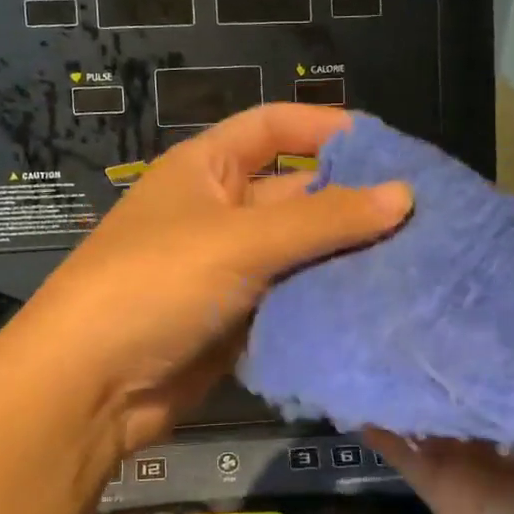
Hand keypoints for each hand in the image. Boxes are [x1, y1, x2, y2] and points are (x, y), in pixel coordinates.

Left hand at [19, 104, 411, 452]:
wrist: (90, 386)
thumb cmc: (157, 284)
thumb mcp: (241, 240)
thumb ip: (325, 218)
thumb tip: (404, 194)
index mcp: (205, 168)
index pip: (272, 127)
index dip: (326, 128)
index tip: (389, 148)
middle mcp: (217, 212)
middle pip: (294, 194)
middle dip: (349, 203)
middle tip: (422, 219)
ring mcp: (226, 270)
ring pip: (298, 254)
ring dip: (344, 259)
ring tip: (415, 264)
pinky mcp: (235, 322)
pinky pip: (290, 301)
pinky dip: (325, 303)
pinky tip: (376, 308)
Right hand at [368, 247, 513, 513]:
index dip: (500, 299)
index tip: (469, 251)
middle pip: (469, 366)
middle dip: (441, 326)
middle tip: (402, 269)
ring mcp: (479, 458)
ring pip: (429, 401)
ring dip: (400, 365)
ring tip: (363, 307)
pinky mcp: (452, 493)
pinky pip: (407, 451)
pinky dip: (378, 420)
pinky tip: (349, 379)